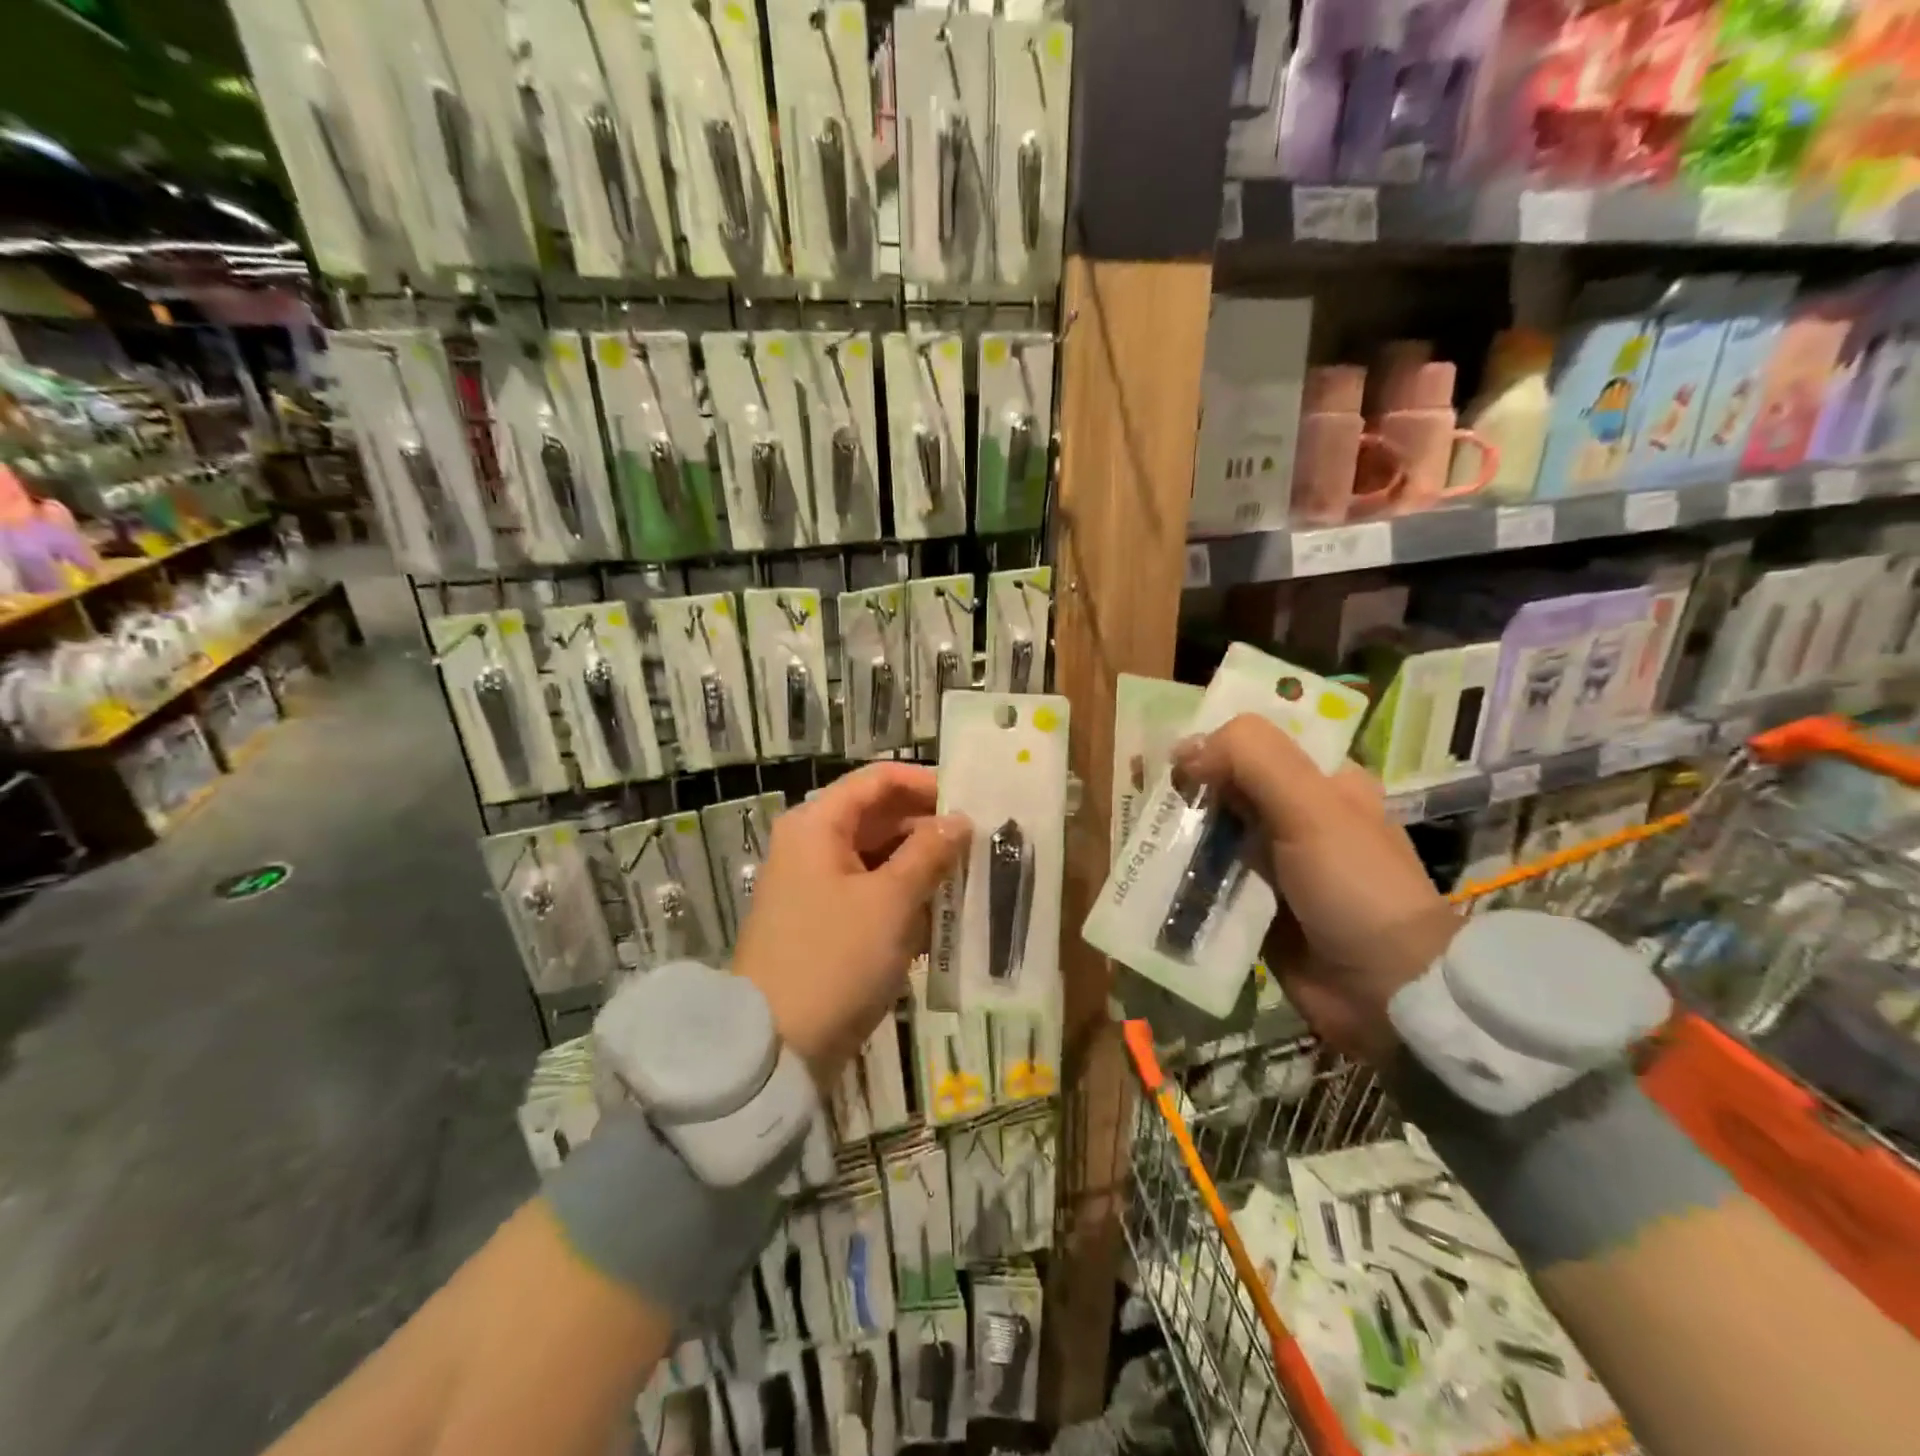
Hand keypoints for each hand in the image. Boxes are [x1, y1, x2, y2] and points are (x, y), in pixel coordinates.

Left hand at [735, 763, 969, 1084]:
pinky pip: (873, 896)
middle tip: (983, 843)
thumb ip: (929, 853)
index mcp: (818, 825)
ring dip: (923, 868)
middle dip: (930, 829)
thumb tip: (960, 820)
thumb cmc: (834, 959)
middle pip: (880, 818)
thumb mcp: (890, 902)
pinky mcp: (826, 925)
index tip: (973, 800)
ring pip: (880, 859)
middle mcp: (813, 846)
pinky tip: (945, 918)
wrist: (774, 1049)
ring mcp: (817, 887)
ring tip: (974, 879)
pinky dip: (906, 900)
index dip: (926, 783)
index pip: (878, 780)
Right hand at [1173, 714, 1459, 1068]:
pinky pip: (1210, 881)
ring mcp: (1275, 865)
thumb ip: (1252, 760)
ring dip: (1180, 836)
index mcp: (1323, 782)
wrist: (1387, 991)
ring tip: (1142, 838)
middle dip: (1189, 791)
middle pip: (1230, 788)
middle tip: (1148, 800)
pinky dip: (1183, 877)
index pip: (1259, 744)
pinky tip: (1152, 874)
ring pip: (1215, 835)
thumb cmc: (1354, 885)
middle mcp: (1298, 817)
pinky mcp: (1256, 906)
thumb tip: (1184, 750)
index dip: (1215, 744)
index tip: (1174, 761)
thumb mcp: (1311, 806)